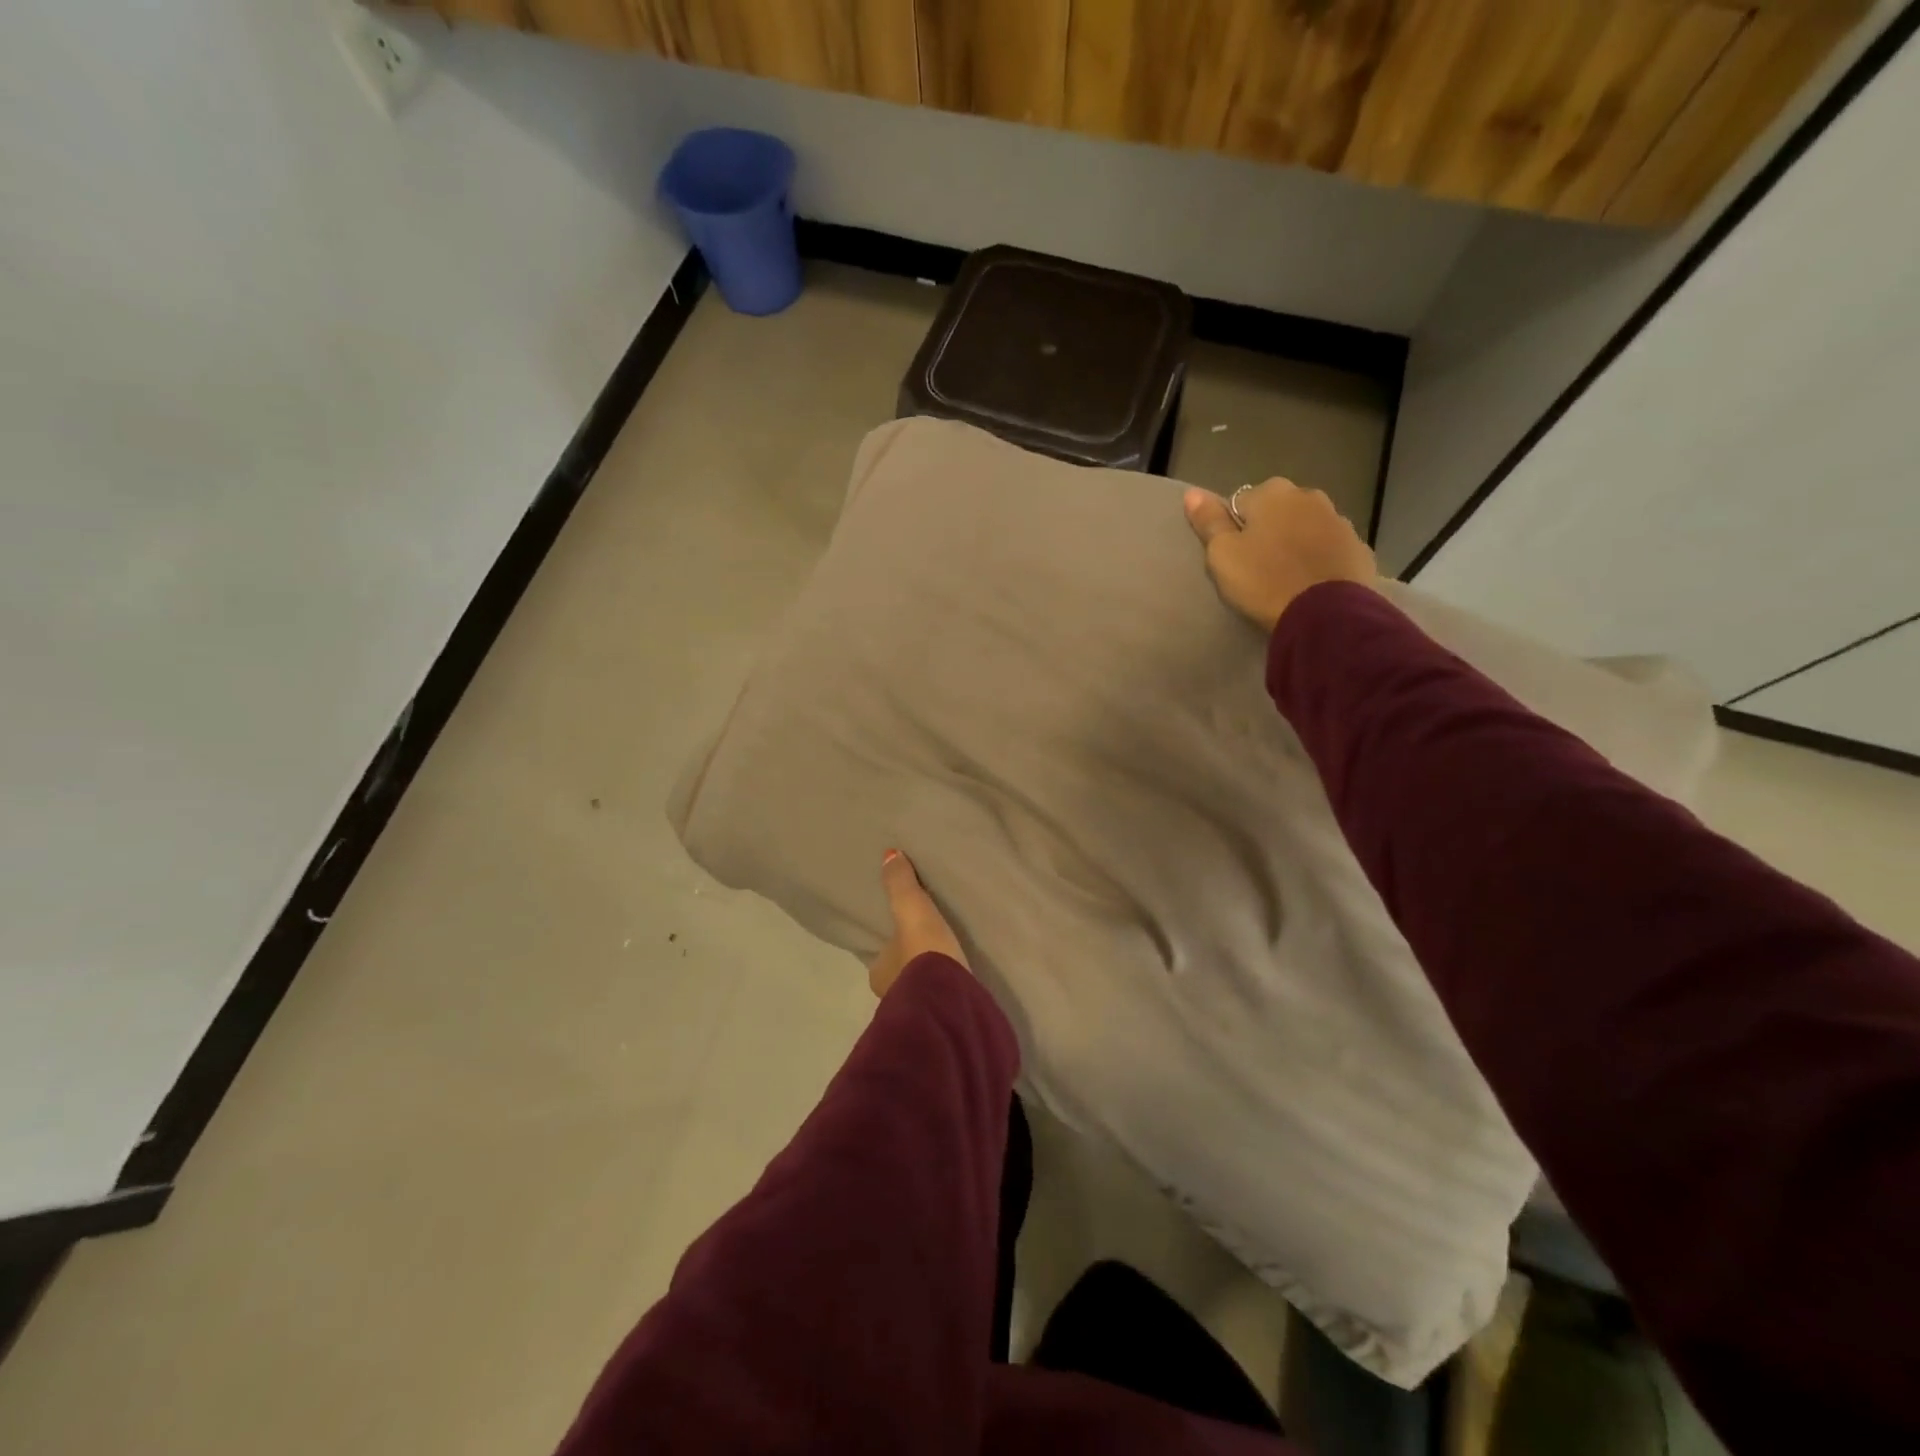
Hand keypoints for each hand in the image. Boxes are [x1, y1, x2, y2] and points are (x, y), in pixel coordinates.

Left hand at [867, 849, 966, 997]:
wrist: (950, 997)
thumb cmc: (924, 952)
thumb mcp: (911, 909)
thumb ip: (900, 883)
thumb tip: (889, 854)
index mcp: (878, 972)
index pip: (882, 954)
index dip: (892, 944)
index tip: (905, 935)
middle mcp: (891, 994)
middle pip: (901, 972)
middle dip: (913, 963)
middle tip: (931, 946)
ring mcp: (918, 1009)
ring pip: (921, 987)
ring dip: (931, 978)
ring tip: (949, 964)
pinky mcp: (943, 1017)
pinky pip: (941, 998)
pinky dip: (947, 990)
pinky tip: (959, 984)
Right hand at [1183, 479, 1377, 631]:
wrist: (1325, 613)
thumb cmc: (1263, 580)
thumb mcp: (1222, 555)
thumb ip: (1208, 521)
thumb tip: (1192, 492)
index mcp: (1272, 493)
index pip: (1240, 503)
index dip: (1234, 529)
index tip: (1235, 556)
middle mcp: (1309, 496)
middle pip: (1277, 511)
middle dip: (1269, 531)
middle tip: (1258, 567)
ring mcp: (1339, 520)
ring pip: (1306, 527)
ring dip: (1296, 543)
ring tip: (1286, 577)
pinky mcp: (1358, 548)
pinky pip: (1330, 549)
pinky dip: (1320, 559)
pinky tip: (1312, 583)